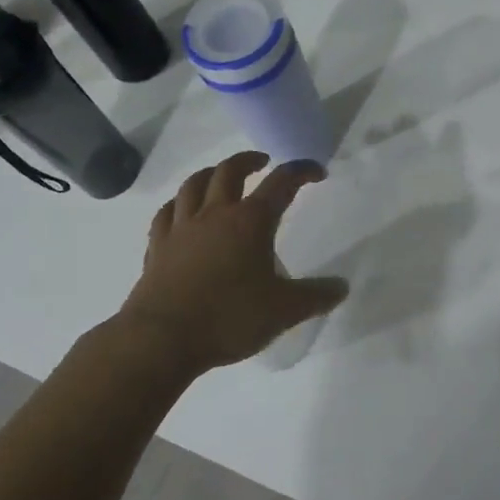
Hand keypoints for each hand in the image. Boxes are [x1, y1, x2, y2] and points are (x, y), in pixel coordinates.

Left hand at [119, 152, 348, 372]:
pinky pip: (167, 212)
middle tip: (263, 162)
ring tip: (220, 175)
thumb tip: (341, 287)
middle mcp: (215, 215)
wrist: (162, 338)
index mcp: (250, 222)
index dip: (301, 172)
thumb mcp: (283, 311)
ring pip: (194, 184)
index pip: (281, 183)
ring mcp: (182, 228)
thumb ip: (315, 296)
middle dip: (249, 161)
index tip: (315, 172)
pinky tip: (181, 208)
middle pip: (230, 171)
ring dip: (211, 173)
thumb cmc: (229, 319)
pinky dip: (179, 203)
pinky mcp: (157, 247)